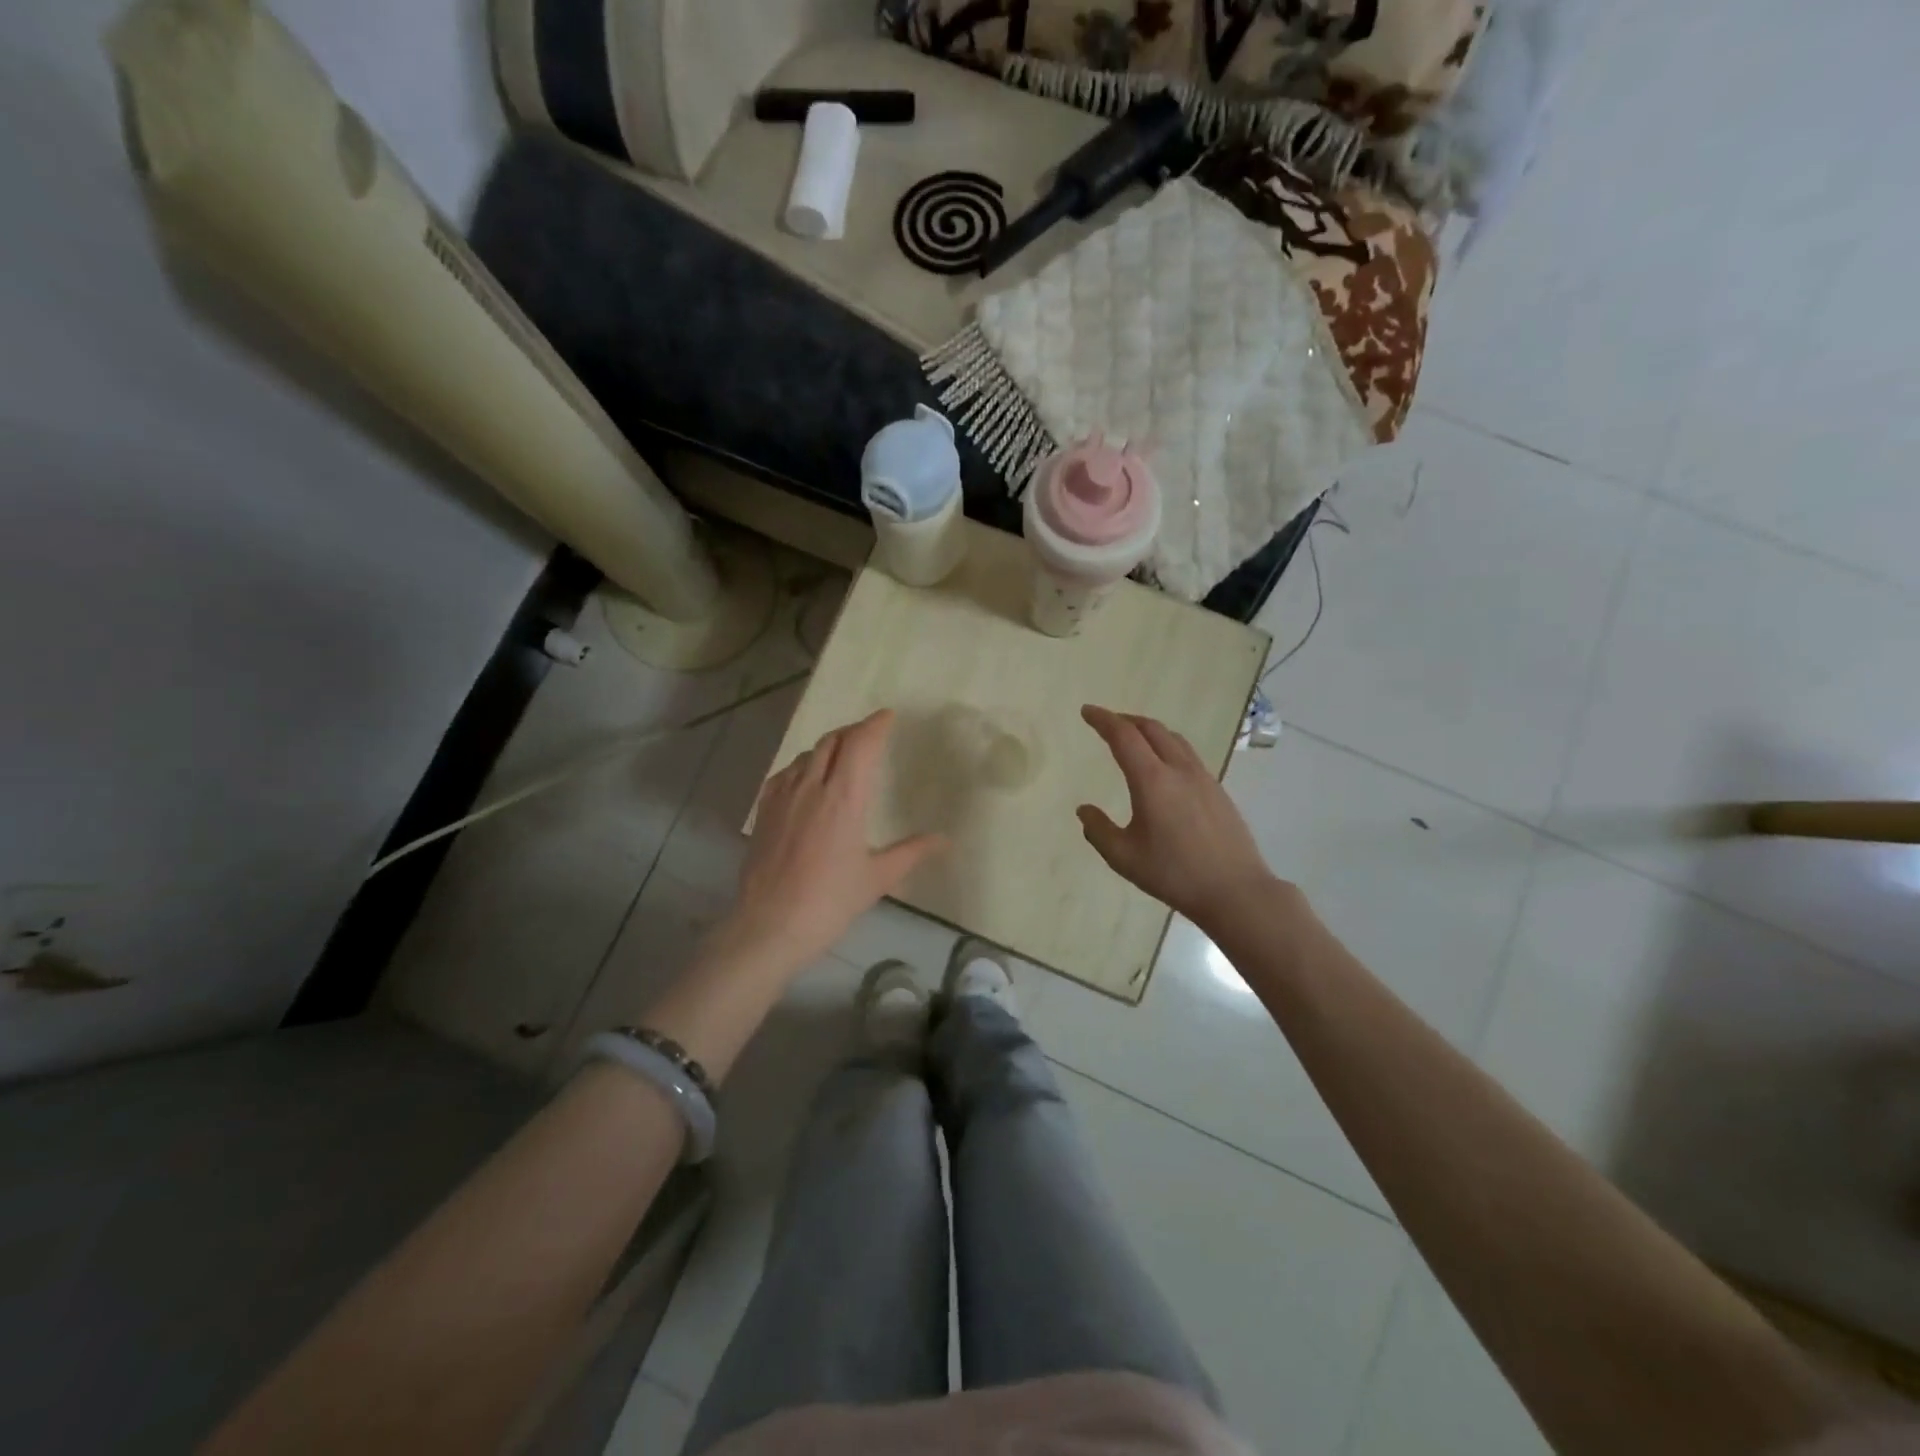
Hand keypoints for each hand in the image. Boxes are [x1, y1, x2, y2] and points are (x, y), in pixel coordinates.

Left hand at [727, 709, 945, 971]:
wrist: (769, 926)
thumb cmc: (830, 902)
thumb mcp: (878, 878)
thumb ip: (912, 852)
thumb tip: (945, 840)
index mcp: (844, 796)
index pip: (860, 743)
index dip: (875, 724)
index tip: (888, 716)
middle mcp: (811, 785)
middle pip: (832, 740)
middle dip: (853, 732)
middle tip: (870, 736)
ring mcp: (783, 795)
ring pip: (807, 754)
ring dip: (829, 746)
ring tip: (842, 756)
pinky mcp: (764, 810)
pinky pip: (786, 772)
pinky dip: (803, 765)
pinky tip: (807, 780)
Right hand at [1077, 705, 1276, 932]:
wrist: (1235, 891)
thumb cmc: (1174, 874)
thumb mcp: (1124, 857)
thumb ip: (1098, 830)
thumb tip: (1084, 810)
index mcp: (1152, 780)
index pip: (1123, 736)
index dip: (1103, 720)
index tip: (1087, 711)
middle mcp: (1179, 769)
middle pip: (1151, 729)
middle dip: (1125, 720)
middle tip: (1106, 722)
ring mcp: (1203, 778)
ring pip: (1173, 738)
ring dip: (1149, 730)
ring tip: (1134, 738)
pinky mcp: (1218, 790)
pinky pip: (1188, 754)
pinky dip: (1168, 745)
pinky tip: (1164, 766)